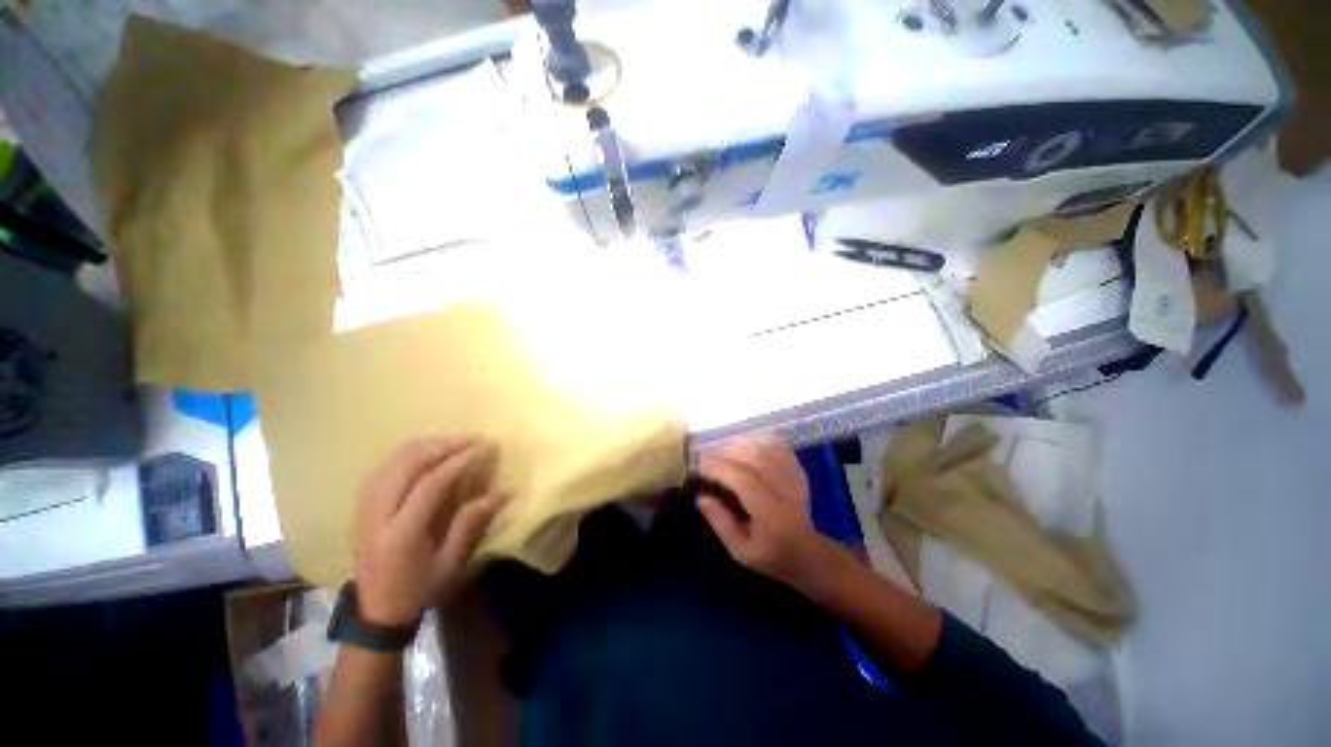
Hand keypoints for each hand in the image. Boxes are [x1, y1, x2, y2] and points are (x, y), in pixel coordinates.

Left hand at [353, 436, 509, 625]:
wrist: (375, 612)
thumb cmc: (419, 591)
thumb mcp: (451, 563)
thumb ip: (472, 523)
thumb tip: (504, 491)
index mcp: (400, 534)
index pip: (430, 484)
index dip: (459, 461)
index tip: (485, 447)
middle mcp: (377, 515)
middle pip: (407, 463)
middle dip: (443, 445)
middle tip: (473, 438)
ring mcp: (364, 508)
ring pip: (393, 460)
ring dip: (427, 445)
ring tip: (456, 441)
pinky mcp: (362, 506)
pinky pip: (385, 467)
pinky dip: (409, 453)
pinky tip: (430, 452)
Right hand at [696, 441, 845, 596]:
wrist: (809, 555)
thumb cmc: (771, 556)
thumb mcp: (740, 551)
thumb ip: (720, 523)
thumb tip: (701, 497)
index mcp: (772, 515)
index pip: (744, 481)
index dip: (720, 469)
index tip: (700, 465)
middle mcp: (786, 493)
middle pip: (757, 459)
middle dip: (728, 452)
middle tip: (707, 454)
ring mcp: (796, 480)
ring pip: (768, 450)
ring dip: (742, 446)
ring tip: (722, 450)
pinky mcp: (800, 473)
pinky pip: (780, 450)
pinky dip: (760, 444)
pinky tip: (746, 448)